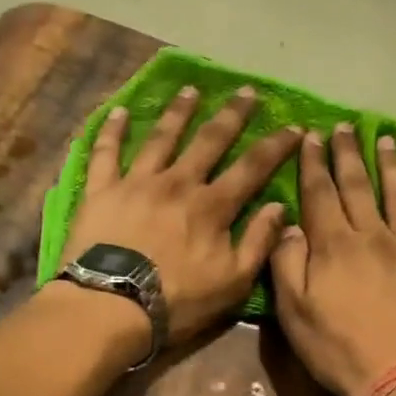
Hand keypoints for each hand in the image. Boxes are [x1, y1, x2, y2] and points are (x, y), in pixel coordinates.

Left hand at [63, 85, 300, 344]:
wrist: (113, 305)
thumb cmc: (178, 301)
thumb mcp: (233, 282)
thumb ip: (258, 243)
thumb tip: (279, 208)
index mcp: (212, 206)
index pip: (252, 168)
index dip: (275, 146)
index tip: (294, 126)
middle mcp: (178, 183)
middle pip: (209, 141)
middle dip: (232, 115)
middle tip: (246, 91)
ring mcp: (137, 182)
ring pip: (161, 137)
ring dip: (178, 112)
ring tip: (191, 90)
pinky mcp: (102, 190)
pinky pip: (106, 152)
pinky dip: (112, 130)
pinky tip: (119, 111)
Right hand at [270, 126, 395, 395]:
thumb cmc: (338, 349)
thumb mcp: (293, 312)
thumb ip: (286, 264)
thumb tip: (288, 224)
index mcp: (334, 246)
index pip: (320, 193)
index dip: (313, 163)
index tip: (310, 135)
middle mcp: (373, 236)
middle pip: (358, 186)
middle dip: (348, 154)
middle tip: (344, 126)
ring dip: (392, 167)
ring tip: (387, 140)